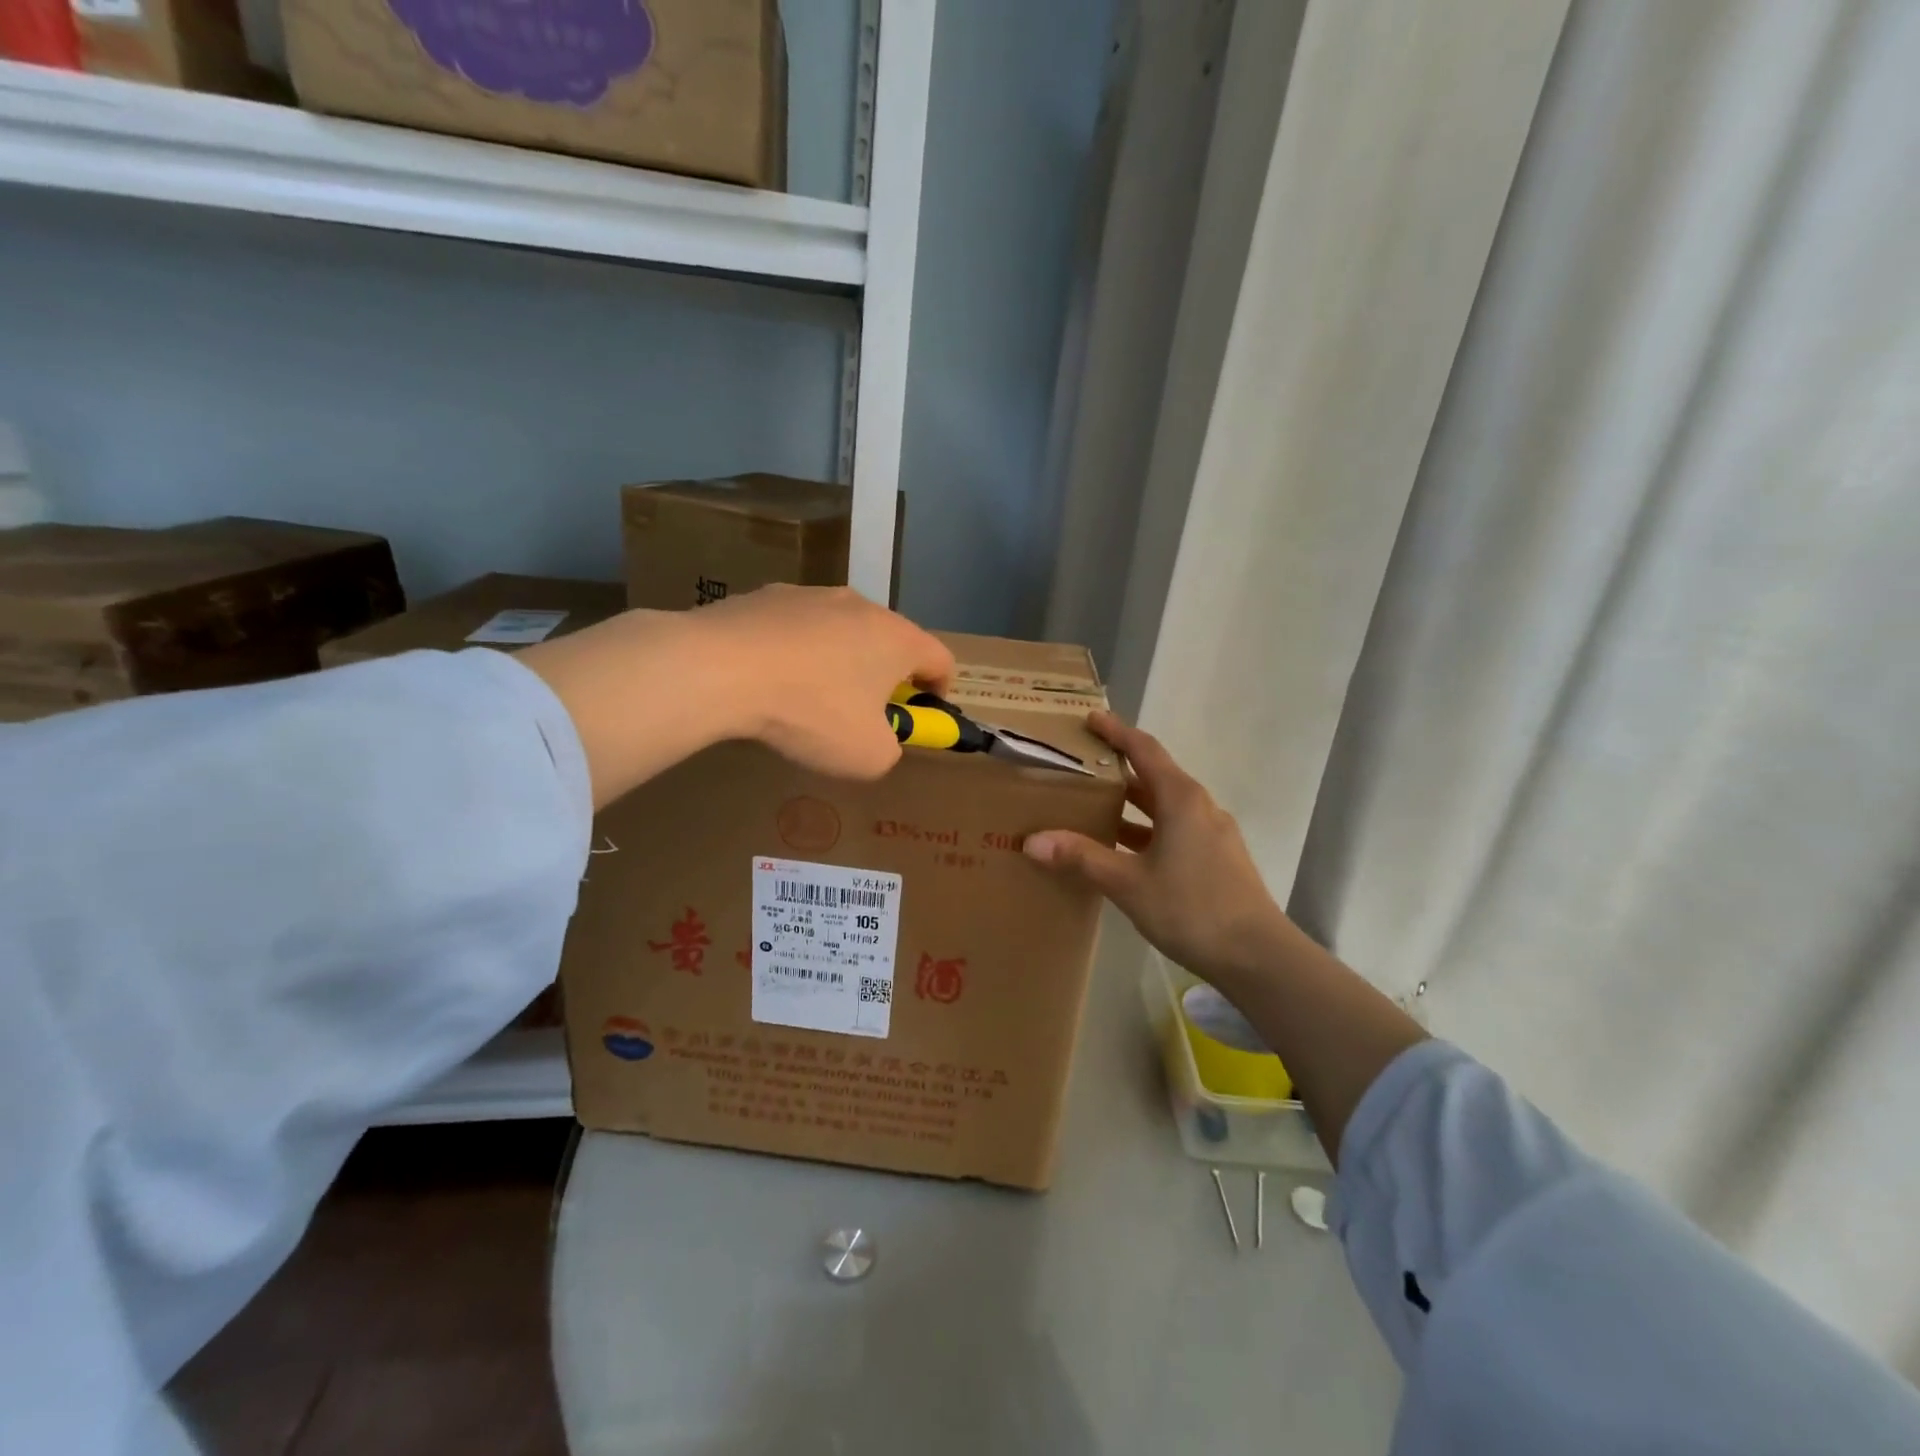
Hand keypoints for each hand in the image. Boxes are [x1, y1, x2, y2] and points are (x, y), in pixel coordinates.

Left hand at [689, 585, 953, 779]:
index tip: (922, 714)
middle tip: (866, 712)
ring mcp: (811, 595)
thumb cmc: (812, 714)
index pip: (941, 659)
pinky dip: (795, 652)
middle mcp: (861, 606)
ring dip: (840, 661)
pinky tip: (770, 681)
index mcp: (897, 639)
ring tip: (810, 698)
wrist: (720, 669)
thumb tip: (881, 738)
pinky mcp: (766, 595)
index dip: (940, 690)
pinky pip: (796, 628)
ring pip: (841, 631)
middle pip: (890, 641)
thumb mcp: (868, 756)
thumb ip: (891, 749)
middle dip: (886, 676)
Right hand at [1024, 712, 1289, 986]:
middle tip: (1080, 766)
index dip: (1116, 731)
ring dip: (1131, 803)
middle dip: (1118, 768)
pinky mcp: (1216, 858)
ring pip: (1164, 806)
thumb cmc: (1192, 908)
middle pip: (1154, 775)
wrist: (1258, 956)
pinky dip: (1145, 829)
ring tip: (1092, 806)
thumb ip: (1082, 858)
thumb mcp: (1129, 883)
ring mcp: (1211, 833)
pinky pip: (1174, 830)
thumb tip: (1032, 841)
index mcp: (1181, 798)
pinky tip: (1123, 850)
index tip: (1090, 719)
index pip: (1144, 749)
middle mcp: (1199, 806)